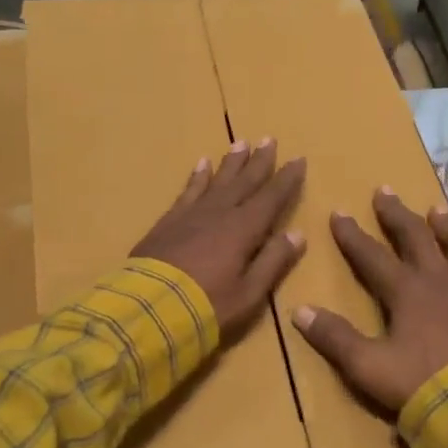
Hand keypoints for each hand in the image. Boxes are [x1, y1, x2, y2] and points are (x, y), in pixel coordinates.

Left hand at [132, 139, 306, 333]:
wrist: (149, 309)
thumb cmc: (207, 306)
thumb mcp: (250, 292)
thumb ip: (273, 261)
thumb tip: (297, 234)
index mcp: (244, 229)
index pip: (271, 197)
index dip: (286, 179)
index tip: (298, 160)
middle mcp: (220, 213)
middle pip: (244, 182)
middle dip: (259, 162)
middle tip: (269, 139)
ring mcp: (191, 215)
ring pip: (217, 180)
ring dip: (231, 163)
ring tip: (240, 143)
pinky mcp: (168, 222)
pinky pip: (188, 191)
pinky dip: (197, 177)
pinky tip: (201, 164)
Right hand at [292, 188, 447, 412]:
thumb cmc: (417, 383)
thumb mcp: (365, 364)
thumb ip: (334, 337)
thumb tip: (300, 311)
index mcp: (407, 291)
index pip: (372, 255)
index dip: (352, 235)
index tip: (339, 213)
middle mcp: (442, 281)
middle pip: (418, 237)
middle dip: (397, 214)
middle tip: (385, 191)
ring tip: (439, 211)